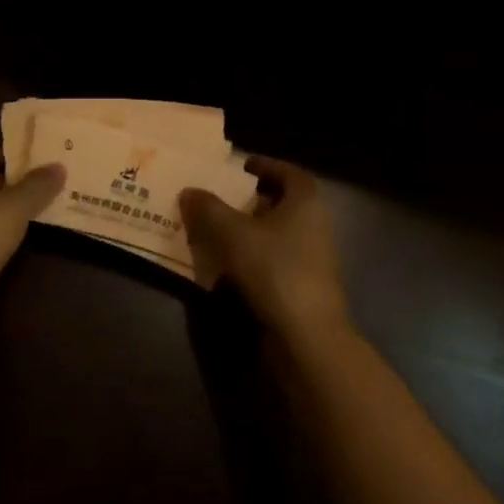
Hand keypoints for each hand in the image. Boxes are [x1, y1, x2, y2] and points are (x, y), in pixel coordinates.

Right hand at [180, 157, 348, 345]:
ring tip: (214, 230)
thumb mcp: (232, 232)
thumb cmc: (274, 269)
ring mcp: (311, 259)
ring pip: (276, 234)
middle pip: (282, 203)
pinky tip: (226, 265)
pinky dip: (252, 257)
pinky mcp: (302, 287)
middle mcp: (314, 225)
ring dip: (249, 230)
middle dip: (251, 199)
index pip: (289, 172)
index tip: (240, 167)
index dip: (265, 166)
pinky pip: (273, 261)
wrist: (307, 336)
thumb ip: (208, 208)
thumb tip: (189, 191)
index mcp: (305, 202)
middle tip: (219, 198)